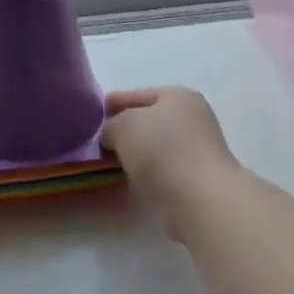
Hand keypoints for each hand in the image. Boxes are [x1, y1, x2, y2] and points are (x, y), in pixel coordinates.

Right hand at [103, 88, 241, 233]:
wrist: (200, 199)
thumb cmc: (161, 150)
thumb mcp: (123, 125)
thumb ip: (111, 125)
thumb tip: (113, 137)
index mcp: (179, 96)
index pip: (138, 94)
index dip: (113, 104)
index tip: (92, 117)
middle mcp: (194, 118)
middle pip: (149, 121)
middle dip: (125, 131)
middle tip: (100, 143)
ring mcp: (199, 150)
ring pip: (157, 147)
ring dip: (137, 154)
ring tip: (112, 165)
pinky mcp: (198, 179)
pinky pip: (164, 170)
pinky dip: (149, 174)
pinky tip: (134, 181)